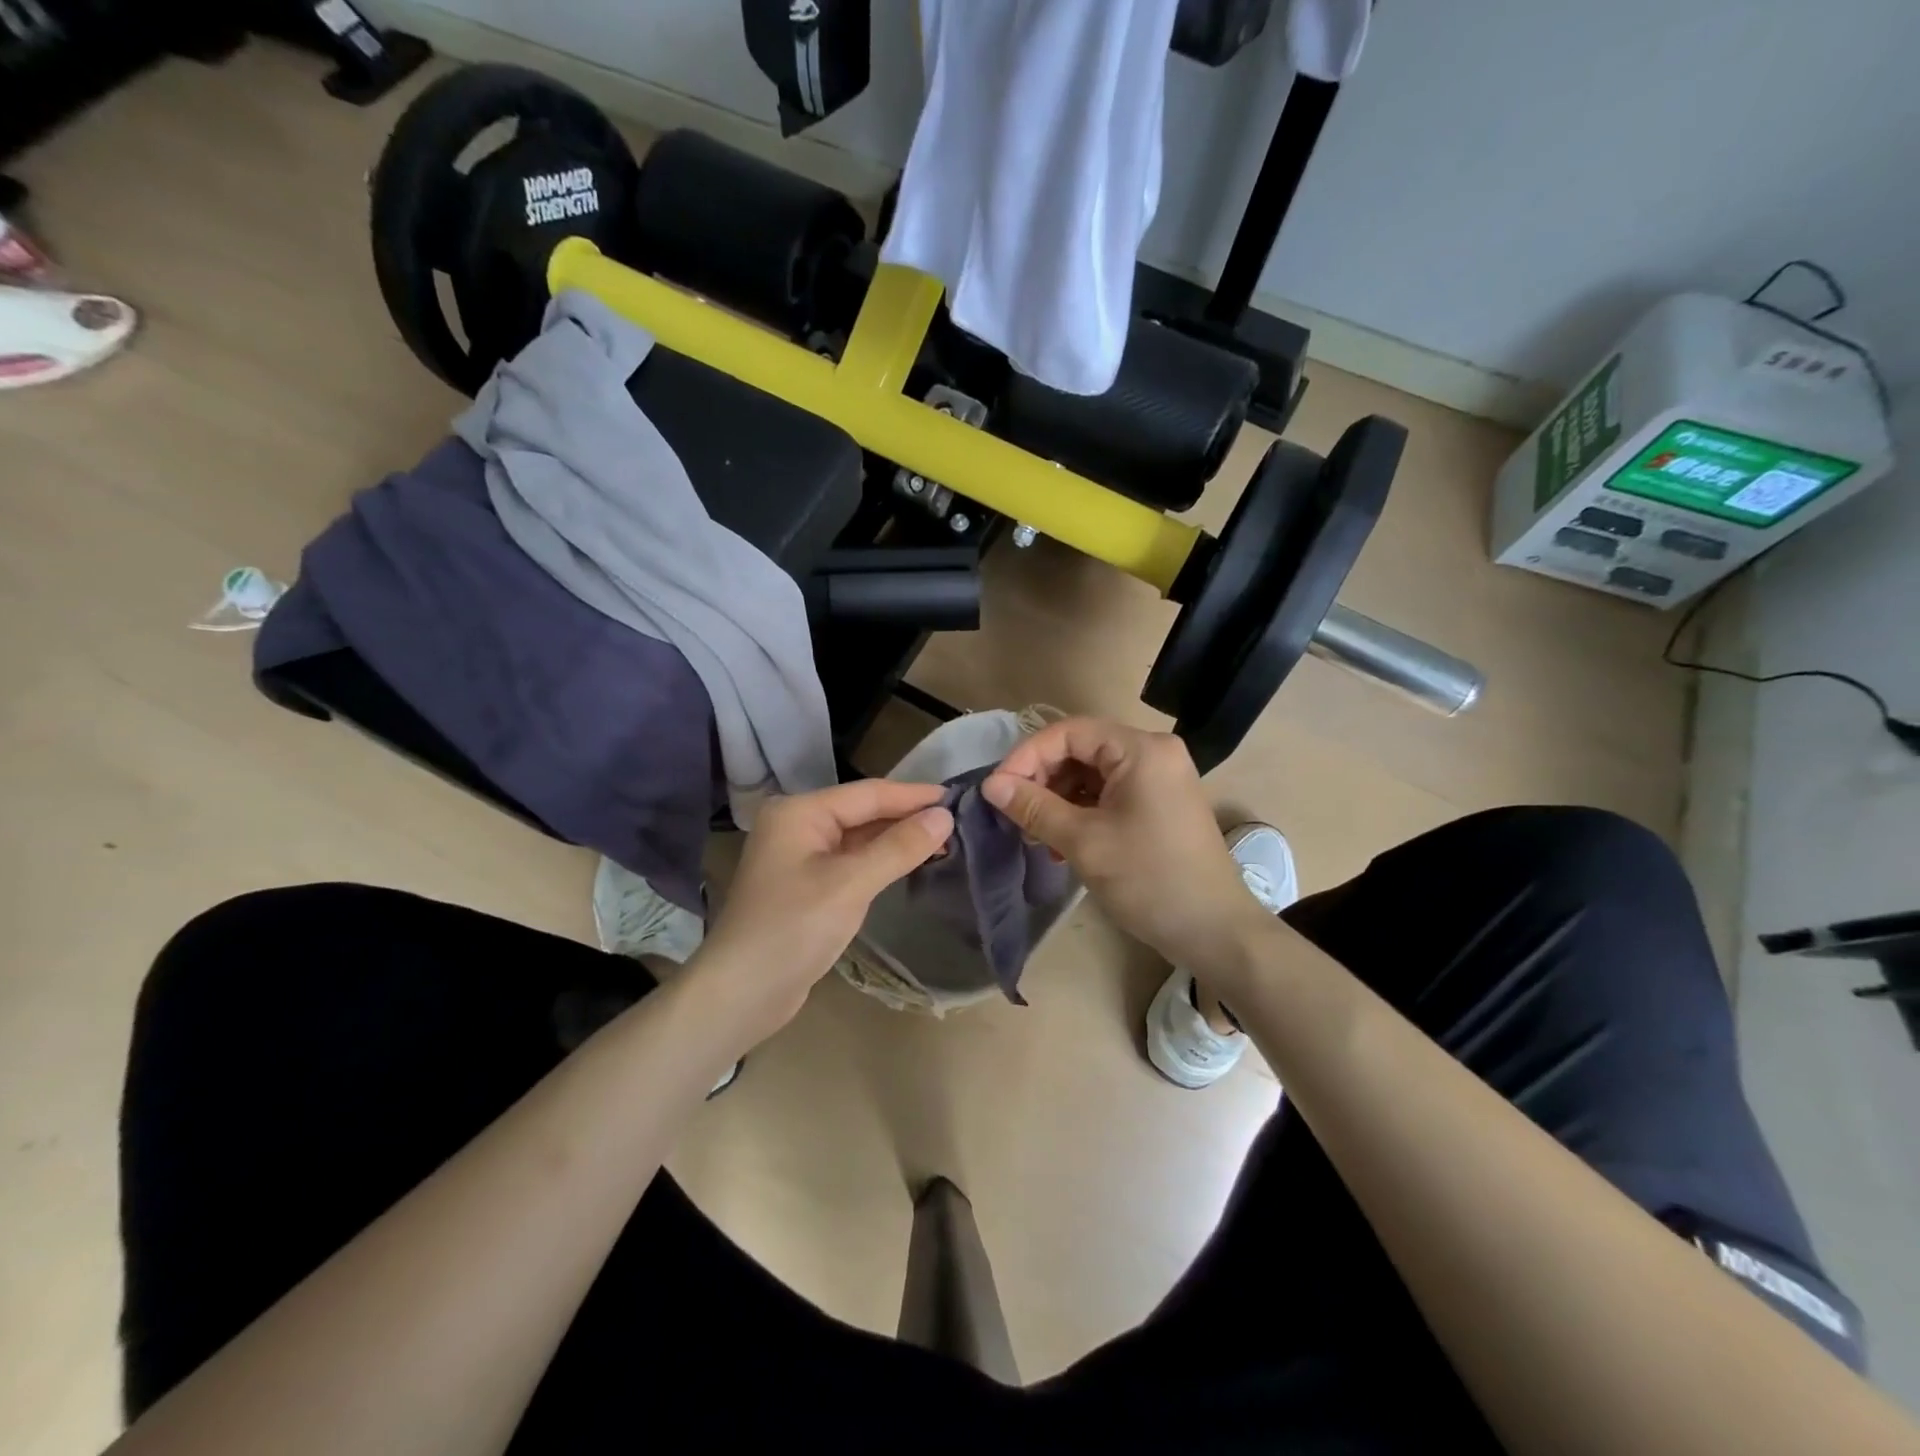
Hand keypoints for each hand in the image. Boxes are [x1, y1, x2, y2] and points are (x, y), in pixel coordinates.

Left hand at [690, 779, 953, 1045]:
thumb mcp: (851, 884)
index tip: (957, 796)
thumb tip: (944, 816)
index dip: (913, 796)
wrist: (741, 993)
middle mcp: (798, 825)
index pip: (868, 794)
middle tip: (957, 821)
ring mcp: (800, 856)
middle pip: (863, 811)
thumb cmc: (793, 929)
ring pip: (859, 837)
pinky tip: (909, 863)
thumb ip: (899, 847)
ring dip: (896, 839)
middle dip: (907, 816)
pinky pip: (851, 861)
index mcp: (800, 812)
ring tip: (943, 840)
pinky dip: (880, 861)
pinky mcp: (807, 884)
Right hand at [983, 718, 1269, 974]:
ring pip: (1091, 773)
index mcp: (1140, 749)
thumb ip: (1034, 807)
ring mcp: (1159, 777)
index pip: (1069, 732)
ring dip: (1058, 798)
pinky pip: (1109, 792)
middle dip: (1042, 778)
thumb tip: (990, 785)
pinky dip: (1081, 810)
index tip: (998, 789)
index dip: (1028, 756)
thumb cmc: (1149, 879)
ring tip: (1036, 833)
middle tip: (1015, 813)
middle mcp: (1153, 752)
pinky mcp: (1159, 802)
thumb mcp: (1083, 842)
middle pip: (1081, 749)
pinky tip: (1061, 841)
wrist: (1214, 930)